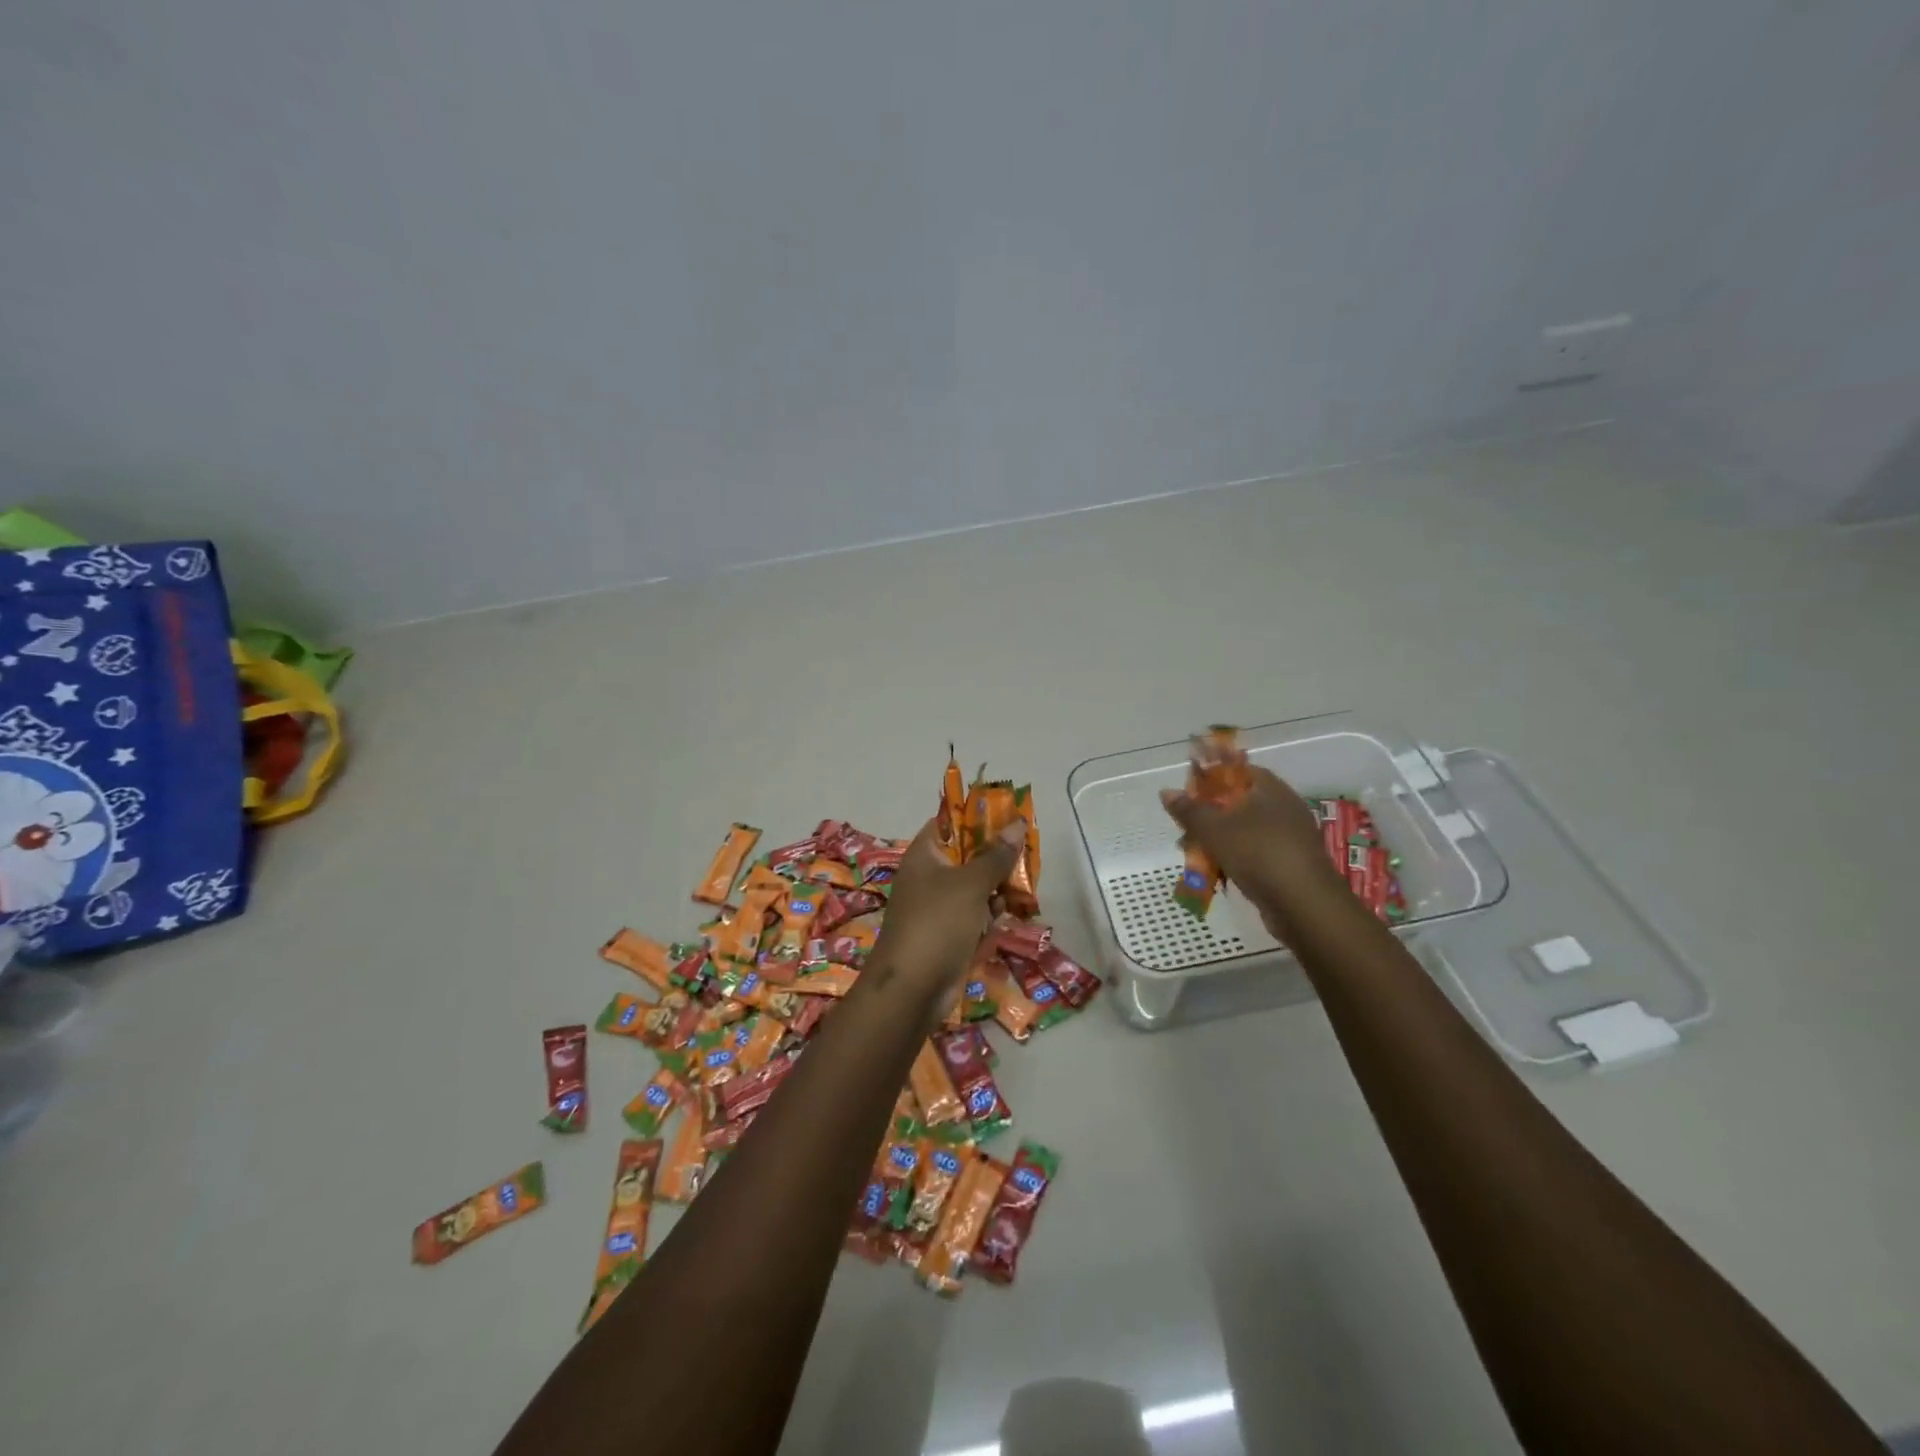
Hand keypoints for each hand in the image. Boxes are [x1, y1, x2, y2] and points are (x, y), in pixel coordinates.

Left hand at [866, 817, 1022, 1011]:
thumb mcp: (970, 884)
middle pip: (968, 856)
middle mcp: (928, 876)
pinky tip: (1003, 920)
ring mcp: (937, 907)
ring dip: (996, 890)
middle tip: (1026, 859)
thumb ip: (996, 855)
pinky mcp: (948, 934)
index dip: (978, 819)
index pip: (950, 823)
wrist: (911, 989)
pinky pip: (973, 915)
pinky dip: (988, 916)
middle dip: (996, 859)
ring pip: (975, 887)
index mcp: (924, 855)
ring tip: (1018, 893)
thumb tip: (1016, 824)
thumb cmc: (937, 924)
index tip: (1010, 819)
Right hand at [1160, 764, 1345, 934]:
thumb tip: (1166, 791)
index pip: (1238, 770)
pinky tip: (1216, 874)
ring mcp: (1290, 837)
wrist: (1304, 905)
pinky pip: (1255, 853)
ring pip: (1245, 831)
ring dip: (1218, 840)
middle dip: (1209, 815)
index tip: (1188, 792)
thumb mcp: (1214, 829)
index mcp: (1270, 789)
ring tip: (1193, 855)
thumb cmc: (1258, 854)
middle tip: (1186, 828)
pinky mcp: (1290, 864)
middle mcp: (1284, 808)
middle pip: (1239, 802)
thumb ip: (1189, 810)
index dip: (1211, 777)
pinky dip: (1235, 859)